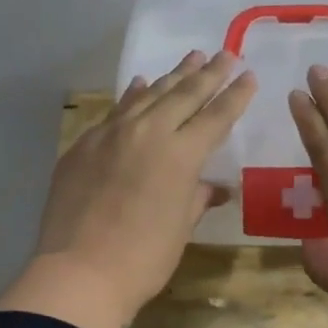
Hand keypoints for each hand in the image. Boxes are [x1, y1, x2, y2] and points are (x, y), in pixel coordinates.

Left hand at [0, 50, 256, 327]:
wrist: (79, 272)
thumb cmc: (143, 258)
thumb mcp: (180, 227)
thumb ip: (197, 197)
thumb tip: (214, 188)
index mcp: (181, 154)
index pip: (216, 116)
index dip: (235, 96)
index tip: (248, 75)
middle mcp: (148, 132)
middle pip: (183, 94)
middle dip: (208, 73)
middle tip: (224, 54)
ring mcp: (111, 134)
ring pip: (148, 95)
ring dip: (172, 76)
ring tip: (190, 57)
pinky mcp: (83, 145)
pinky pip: (115, 111)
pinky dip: (132, 96)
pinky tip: (139, 84)